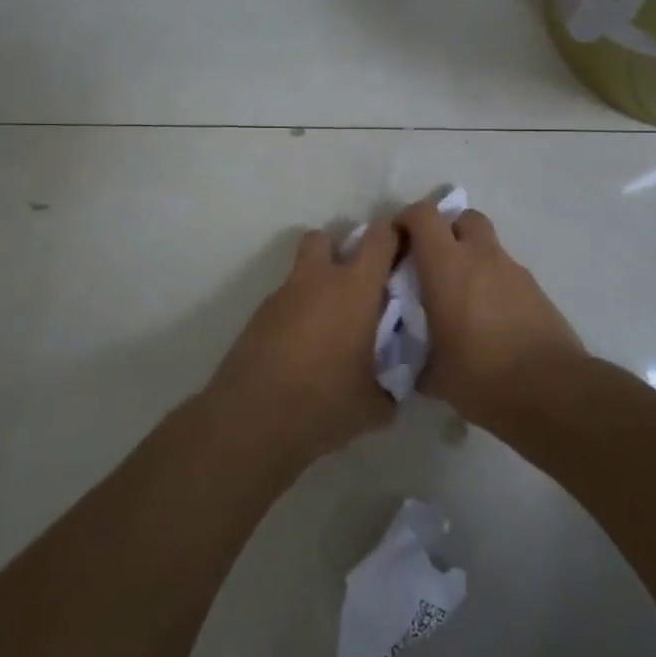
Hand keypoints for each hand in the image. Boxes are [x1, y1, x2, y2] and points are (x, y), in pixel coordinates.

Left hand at [205, 223, 397, 470]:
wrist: (251, 422)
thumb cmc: (324, 402)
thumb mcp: (375, 403)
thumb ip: (392, 385)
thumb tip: (395, 384)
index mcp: (355, 288)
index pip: (380, 237)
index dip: (394, 235)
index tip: (405, 250)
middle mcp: (318, 280)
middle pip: (326, 239)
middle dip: (341, 251)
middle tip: (359, 284)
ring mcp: (282, 296)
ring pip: (302, 271)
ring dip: (317, 284)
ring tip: (330, 325)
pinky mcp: (258, 317)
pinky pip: (286, 301)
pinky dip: (298, 312)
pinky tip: (304, 349)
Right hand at [395, 200, 584, 422]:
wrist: (551, 390)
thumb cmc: (481, 376)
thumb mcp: (434, 374)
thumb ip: (417, 360)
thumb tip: (412, 365)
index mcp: (447, 266)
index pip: (424, 216)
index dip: (407, 220)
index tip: (398, 242)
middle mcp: (481, 256)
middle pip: (464, 218)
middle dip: (447, 231)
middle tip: (434, 263)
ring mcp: (513, 270)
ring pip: (488, 246)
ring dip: (472, 259)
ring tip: (463, 298)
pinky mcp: (536, 289)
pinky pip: (507, 273)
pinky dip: (494, 282)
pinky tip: (490, 318)